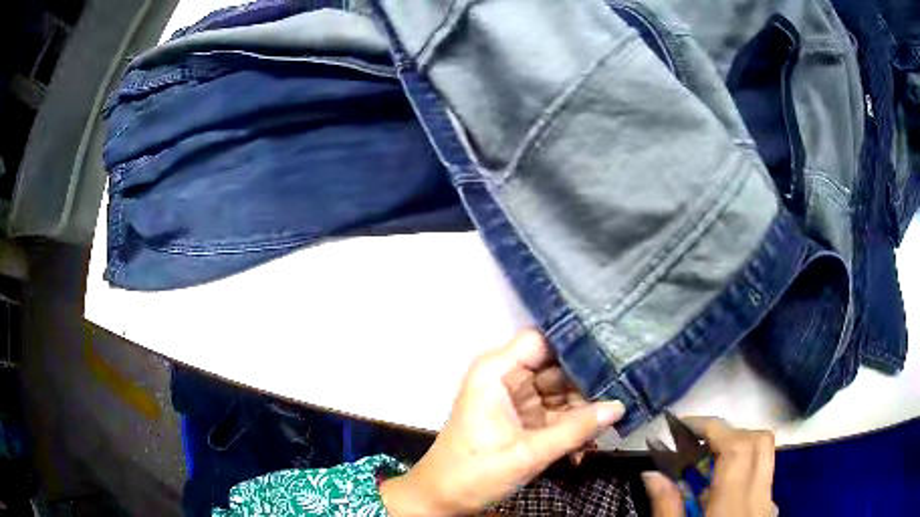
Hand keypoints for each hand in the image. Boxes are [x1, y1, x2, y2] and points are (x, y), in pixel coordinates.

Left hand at [380, 330, 623, 515]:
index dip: (576, 346)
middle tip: (620, 401)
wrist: (442, 500)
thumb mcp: (528, 454)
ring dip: (581, 415)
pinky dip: (568, 430)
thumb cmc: (474, 473)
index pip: (543, 342)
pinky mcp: (520, 420)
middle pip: (557, 368)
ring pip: (560, 393)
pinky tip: (581, 452)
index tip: (614, 356)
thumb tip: (619, 406)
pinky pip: (553, 414)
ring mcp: (515, 400)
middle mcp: (507, 378)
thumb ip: (576, 429)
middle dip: (587, 387)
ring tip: (602, 434)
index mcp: (497, 372)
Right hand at [642, 417, 776, 516]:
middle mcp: (761, 498)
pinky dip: (741, 472)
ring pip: (764, 457)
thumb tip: (651, 472)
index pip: (737, 447)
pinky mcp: (768, 512)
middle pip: (760, 441)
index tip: (684, 424)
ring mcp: (768, 505)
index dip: (713, 427)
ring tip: (704, 467)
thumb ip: (666, 507)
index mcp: (735, 507)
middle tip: (698, 441)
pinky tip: (717, 495)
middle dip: (729, 432)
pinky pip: (761, 479)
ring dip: (736, 450)